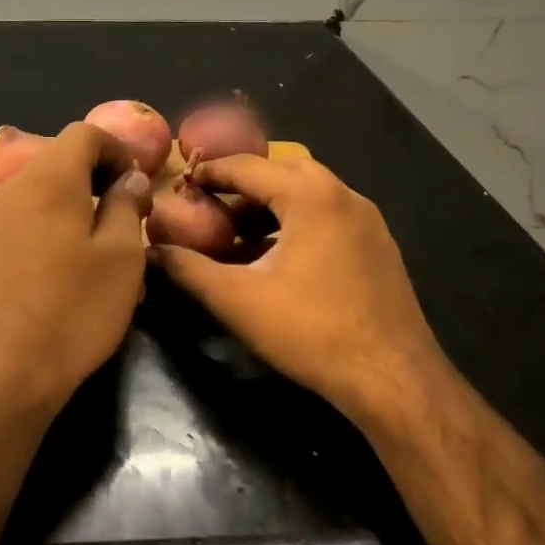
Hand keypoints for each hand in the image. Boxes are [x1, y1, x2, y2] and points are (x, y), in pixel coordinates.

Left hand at [0, 122, 153, 411]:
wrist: (7, 371)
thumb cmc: (76, 309)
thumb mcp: (122, 256)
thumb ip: (127, 204)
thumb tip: (129, 176)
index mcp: (50, 179)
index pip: (84, 133)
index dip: (118, 147)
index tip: (139, 180)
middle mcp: (13, 188)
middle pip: (59, 157)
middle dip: (97, 172)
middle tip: (127, 207)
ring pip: (40, 187)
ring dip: (74, 198)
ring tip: (101, 235)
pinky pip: (24, 215)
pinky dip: (50, 219)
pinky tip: (66, 260)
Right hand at [148, 154, 447, 424]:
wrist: (394, 378)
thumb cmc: (311, 330)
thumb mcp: (238, 300)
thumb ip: (188, 269)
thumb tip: (150, 252)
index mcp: (310, 195)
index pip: (247, 166)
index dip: (210, 172)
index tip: (181, 183)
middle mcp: (343, 194)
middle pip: (281, 171)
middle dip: (242, 184)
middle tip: (209, 203)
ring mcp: (367, 220)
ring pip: (308, 194)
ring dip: (270, 204)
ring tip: (236, 233)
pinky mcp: (378, 246)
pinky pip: (327, 216)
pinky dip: (295, 222)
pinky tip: (275, 258)